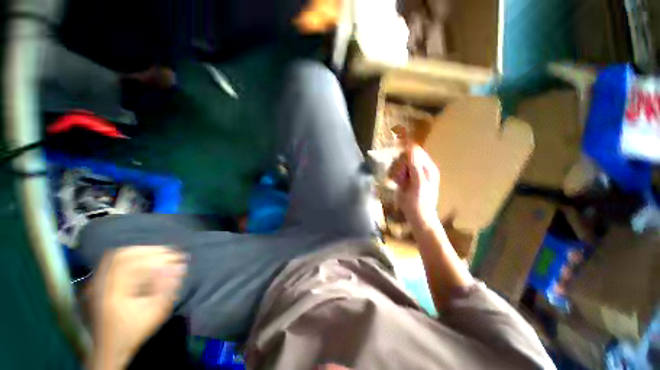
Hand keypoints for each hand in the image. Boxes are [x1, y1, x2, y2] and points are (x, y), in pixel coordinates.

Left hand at [91, 246, 187, 368]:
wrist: (110, 347)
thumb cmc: (134, 331)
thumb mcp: (154, 314)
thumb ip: (166, 289)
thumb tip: (179, 266)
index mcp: (113, 291)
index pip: (135, 262)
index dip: (158, 256)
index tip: (178, 257)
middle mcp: (101, 282)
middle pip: (125, 254)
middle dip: (151, 251)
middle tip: (171, 253)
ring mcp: (97, 282)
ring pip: (118, 255)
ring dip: (141, 251)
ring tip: (161, 254)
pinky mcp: (99, 282)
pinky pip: (114, 261)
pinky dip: (132, 255)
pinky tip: (144, 259)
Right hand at [391, 145, 440, 228]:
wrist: (418, 217)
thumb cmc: (418, 202)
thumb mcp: (418, 183)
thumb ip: (415, 165)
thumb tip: (412, 148)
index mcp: (428, 167)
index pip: (415, 151)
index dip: (405, 153)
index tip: (397, 161)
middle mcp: (422, 168)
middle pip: (407, 157)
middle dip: (400, 165)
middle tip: (400, 177)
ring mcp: (414, 174)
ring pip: (401, 164)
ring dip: (397, 171)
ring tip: (399, 182)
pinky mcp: (408, 180)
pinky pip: (399, 172)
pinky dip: (396, 176)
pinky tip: (397, 184)